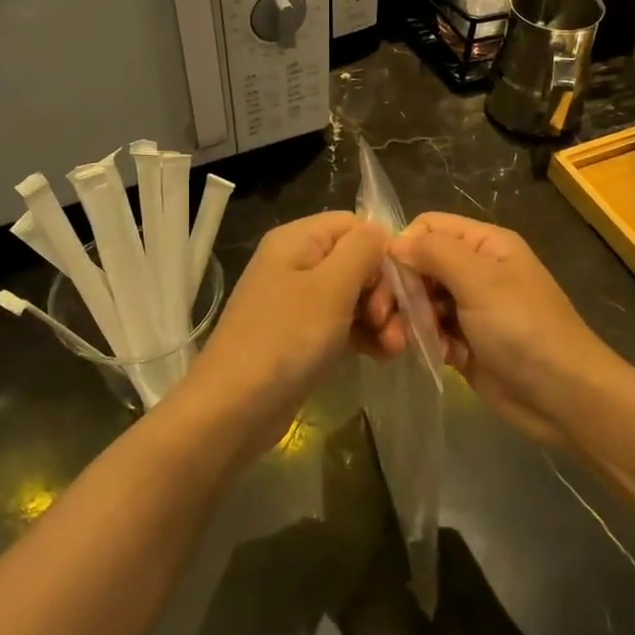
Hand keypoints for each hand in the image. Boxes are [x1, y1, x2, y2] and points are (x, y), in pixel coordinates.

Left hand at [180, 212, 398, 454]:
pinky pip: (343, 325)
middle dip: (384, 292)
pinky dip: (365, 336)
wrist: (234, 408)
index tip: (399, 286)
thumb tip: (380, 231)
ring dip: (381, 319)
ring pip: (355, 296)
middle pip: (357, 262)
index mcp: (297, 240)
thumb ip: (362, 250)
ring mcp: (298, 303)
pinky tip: (383, 356)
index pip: (354, 226)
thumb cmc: (286, 339)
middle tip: (390, 324)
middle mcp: (296, 264)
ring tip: (394, 348)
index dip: (382, 251)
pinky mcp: (302, 337)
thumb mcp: (330, 287)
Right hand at [390, 213, 621, 446]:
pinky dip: (425, 342)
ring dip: (408, 320)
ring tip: (399, 343)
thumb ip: (435, 253)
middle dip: (400, 290)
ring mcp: (470, 308)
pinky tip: (434, 357)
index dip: (403, 246)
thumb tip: (394, 241)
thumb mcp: (481, 281)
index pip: (428, 228)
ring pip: (420, 301)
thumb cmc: (524, 329)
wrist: (563, 396)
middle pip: (419, 265)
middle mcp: (476, 271)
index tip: (383, 277)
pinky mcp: (464, 343)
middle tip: (384, 318)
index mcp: (485, 245)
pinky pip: (430, 332)